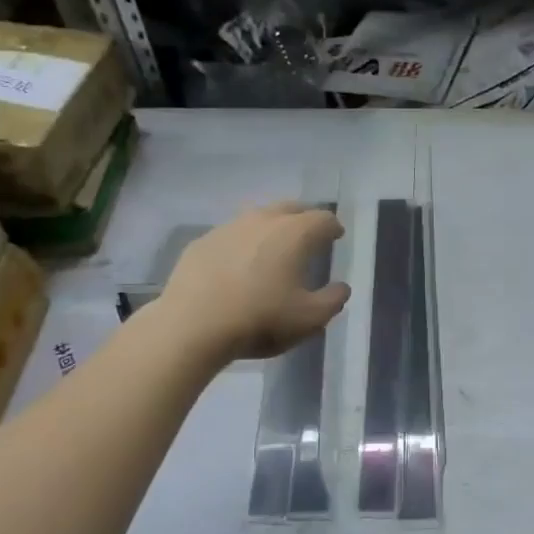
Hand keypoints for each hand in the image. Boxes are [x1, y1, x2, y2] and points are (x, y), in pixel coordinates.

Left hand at [157, 204, 350, 361]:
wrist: (192, 325)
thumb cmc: (260, 319)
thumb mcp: (310, 319)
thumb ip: (333, 300)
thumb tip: (342, 287)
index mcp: (295, 233)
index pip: (323, 218)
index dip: (333, 227)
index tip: (336, 236)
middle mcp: (263, 219)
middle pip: (291, 207)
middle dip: (304, 218)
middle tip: (309, 236)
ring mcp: (228, 227)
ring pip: (258, 217)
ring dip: (271, 228)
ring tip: (273, 249)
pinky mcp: (202, 242)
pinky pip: (231, 235)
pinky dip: (242, 244)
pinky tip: (238, 265)